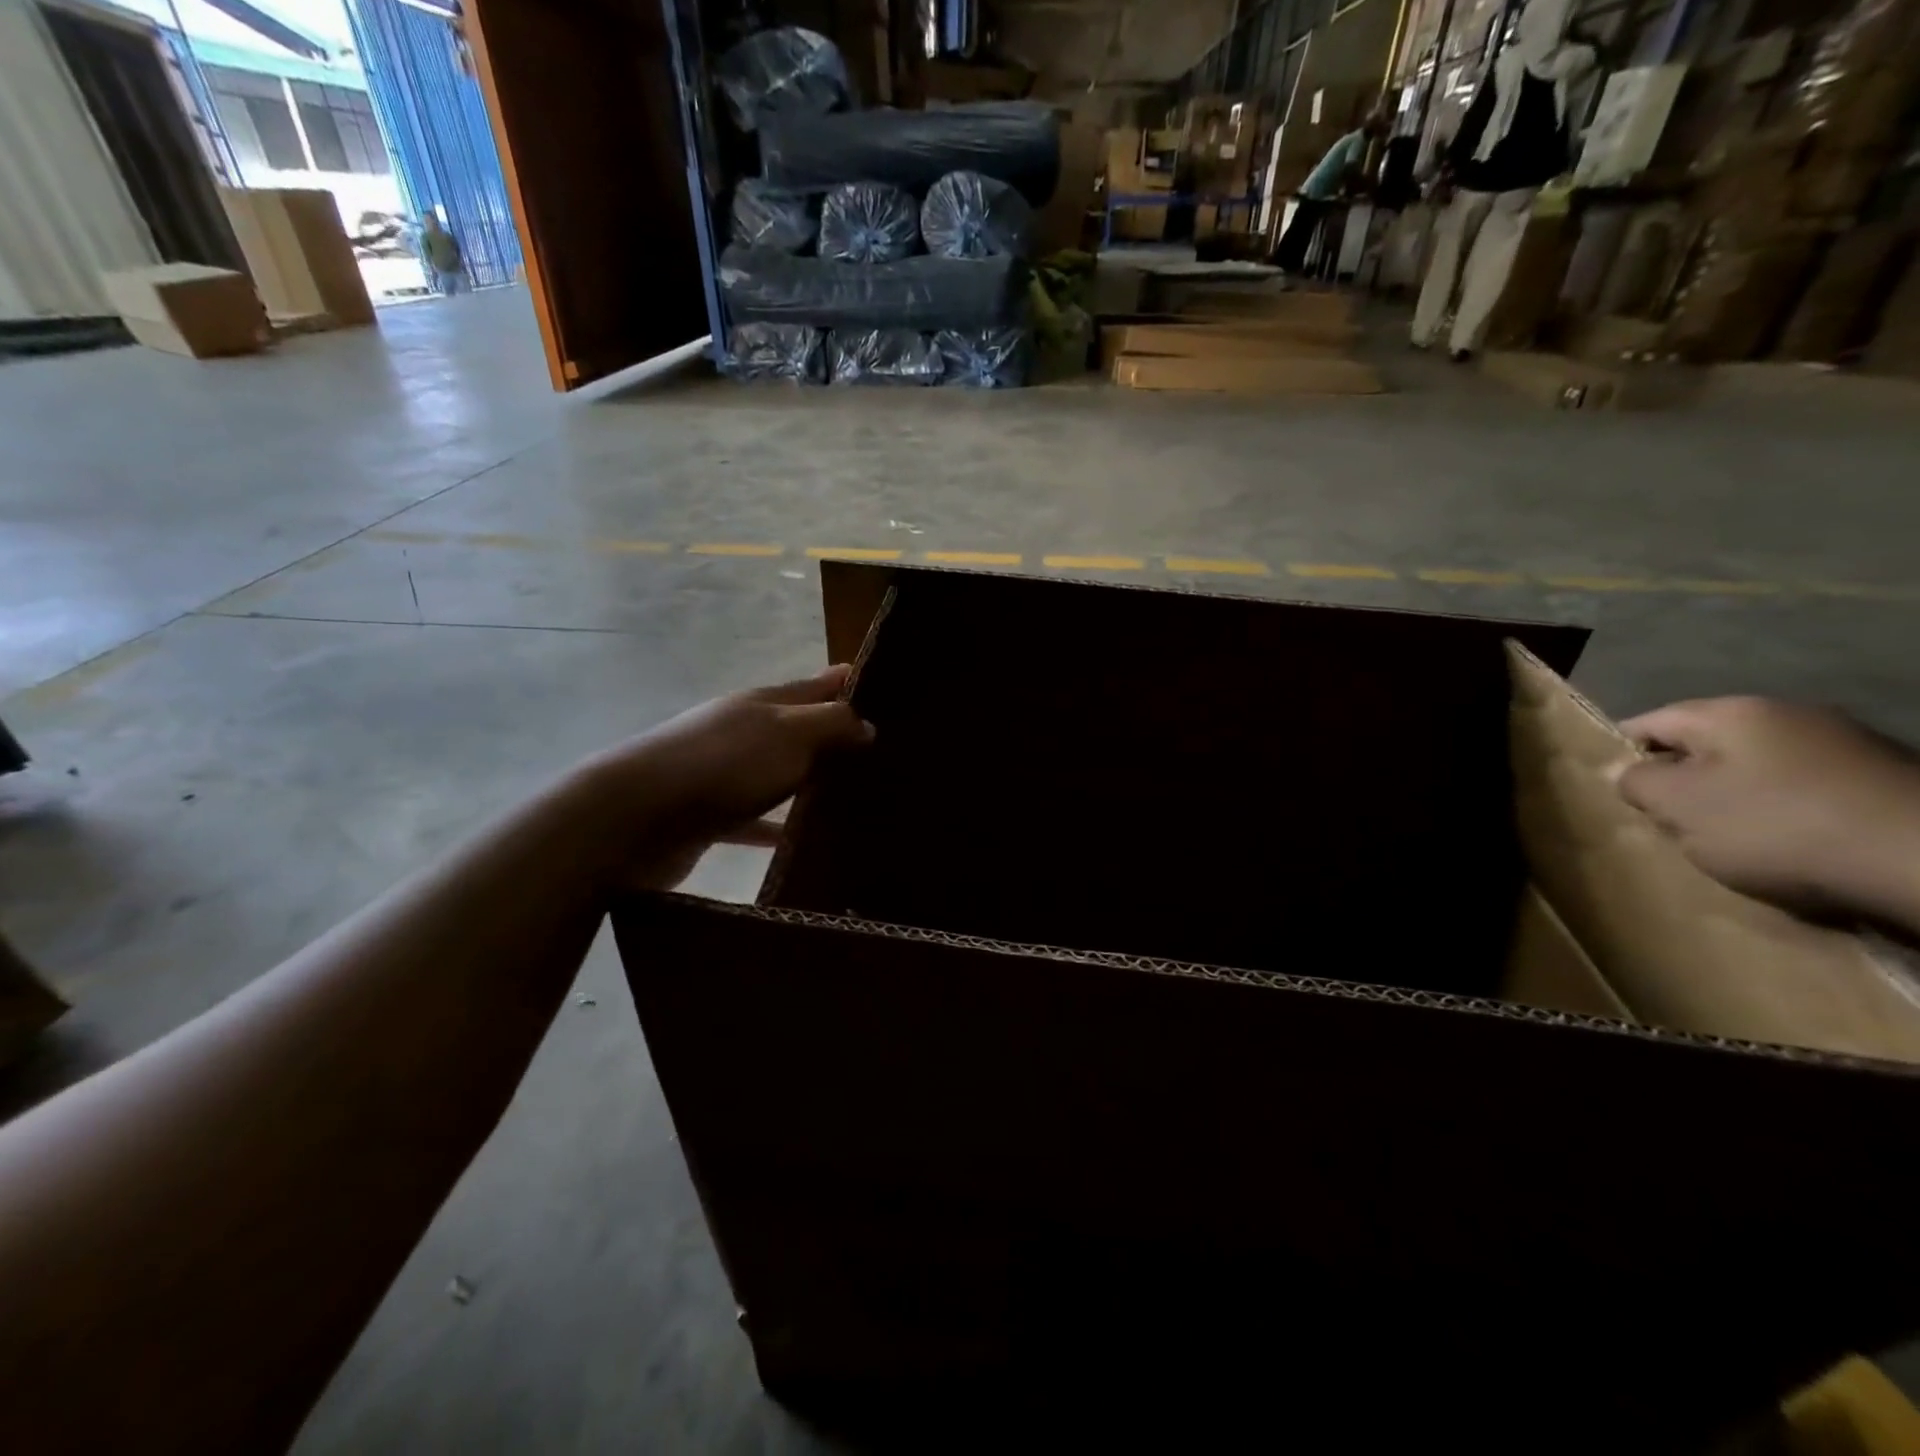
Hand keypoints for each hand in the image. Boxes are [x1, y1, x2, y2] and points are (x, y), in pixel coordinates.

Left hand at [576, 665, 872, 891]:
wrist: (637, 817)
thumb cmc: (723, 764)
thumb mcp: (788, 734)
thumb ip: (831, 725)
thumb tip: (868, 724)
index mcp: (763, 704)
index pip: (815, 684)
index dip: (846, 683)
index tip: (885, 689)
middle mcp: (744, 732)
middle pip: (798, 729)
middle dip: (835, 736)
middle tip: (884, 754)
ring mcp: (725, 774)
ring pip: (780, 774)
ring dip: (810, 783)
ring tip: (854, 799)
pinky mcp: (712, 816)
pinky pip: (756, 821)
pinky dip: (778, 829)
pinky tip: (804, 844)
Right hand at [1615, 696, 1919, 927]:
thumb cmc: (1778, 825)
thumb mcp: (1680, 806)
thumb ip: (1639, 783)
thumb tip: (1627, 771)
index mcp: (1732, 712)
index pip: (1649, 722)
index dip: (1623, 753)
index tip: (1615, 790)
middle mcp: (1789, 715)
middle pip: (1706, 747)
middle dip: (1683, 782)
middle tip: (1667, 823)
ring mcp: (1845, 746)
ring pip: (1758, 770)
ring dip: (1736, 801)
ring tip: (1728, 842)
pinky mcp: (1885, 782)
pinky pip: (1807, 793)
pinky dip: (1786, 817)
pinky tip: (1789, 848)